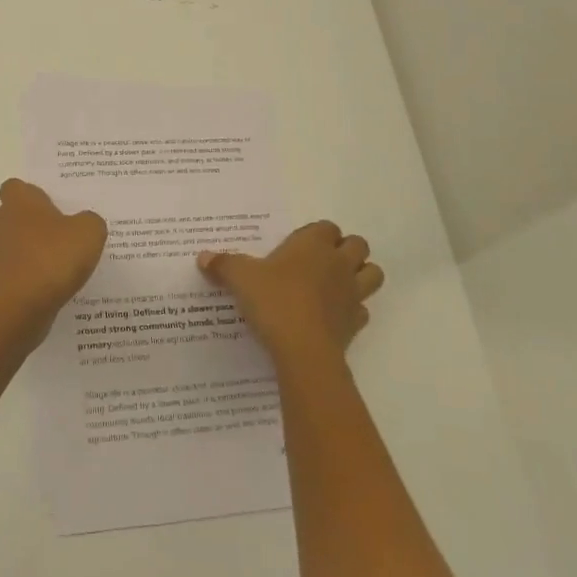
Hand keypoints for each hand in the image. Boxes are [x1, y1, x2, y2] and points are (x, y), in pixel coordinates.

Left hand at [0, 179, 107, 320]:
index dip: (25, 197)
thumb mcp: (89, 233)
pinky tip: (12, 290)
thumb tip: (83, 224)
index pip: (13, 187)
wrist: (21, 302)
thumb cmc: (54, 257)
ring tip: (11, 262)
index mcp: (21, 205)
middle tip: (22, 237)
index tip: (42, 211)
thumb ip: (87, 223)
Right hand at [197, 221, 384, 365]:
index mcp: (314, 245)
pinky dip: (352, 310)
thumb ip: (223, 265)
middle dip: (345, 250)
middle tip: (319, 262)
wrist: (303, 349)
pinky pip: (362, 310)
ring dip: (360, 275)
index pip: (327, 227)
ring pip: (372, 274)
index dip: (315, 234)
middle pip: (358, 245)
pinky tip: (332, 316)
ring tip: (335, 284)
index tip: (296, 246)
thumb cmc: (274, 301)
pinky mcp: (356, 323)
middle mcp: (338, 263)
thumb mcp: (240, 278)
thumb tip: (203, 257)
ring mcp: (352, 293)